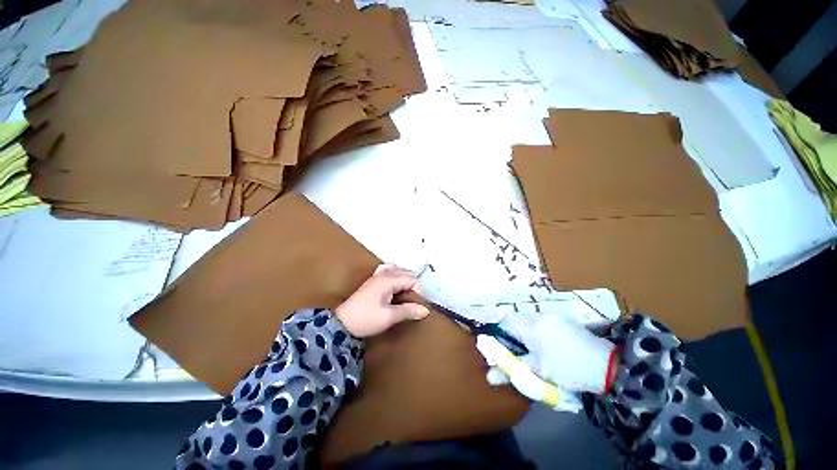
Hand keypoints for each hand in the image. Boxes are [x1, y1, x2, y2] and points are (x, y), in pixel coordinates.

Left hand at [335, 264, 429, 337]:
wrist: (342, 323)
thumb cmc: (367, 319)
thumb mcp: (389, 316)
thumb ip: (408, 311)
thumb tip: (426, 310)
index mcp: (389, 280)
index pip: (411, 279)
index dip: (418, 291)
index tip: (418, 305)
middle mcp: (384, 274)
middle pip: (406, 273)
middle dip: (413, 285)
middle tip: (414, 301)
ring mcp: (376, 276)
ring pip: (398, 270)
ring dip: (405, 279)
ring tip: (406, 293)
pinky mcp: (372, 281)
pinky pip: (387, 270)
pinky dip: (394, 274)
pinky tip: (394, 284)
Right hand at [486, 311, 617, 394]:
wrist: (607, 366)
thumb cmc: (568, 369)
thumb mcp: (538, 372)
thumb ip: (512, 370)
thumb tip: (489, 377)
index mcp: (531, 325)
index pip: (505, 322)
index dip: (500, 335)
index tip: (505, 350)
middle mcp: (539, 315)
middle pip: (516, 320)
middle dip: (514, 336)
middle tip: (520, 353)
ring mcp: (553, 316)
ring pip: (529, 320)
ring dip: (527, 333)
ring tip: (535, 351)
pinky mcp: (564, 319)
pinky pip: (542, 321)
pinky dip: (539, 331)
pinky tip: (549, 346)